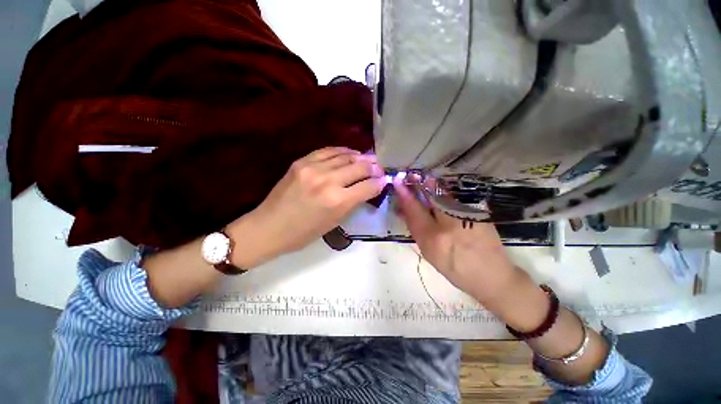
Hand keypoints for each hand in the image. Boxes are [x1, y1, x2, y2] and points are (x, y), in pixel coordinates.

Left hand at [230, 147, 384, 263]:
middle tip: (380, 168)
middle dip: (374, 167)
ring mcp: (313, 168)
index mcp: (337, 201)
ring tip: (368, 159)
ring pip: (346, 156)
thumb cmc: (304, 233)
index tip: (385, 180)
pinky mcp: (302, 161)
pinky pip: (328, 151)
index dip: (380, 182)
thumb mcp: (334, 222)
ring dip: (360, 157)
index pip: (368, 186)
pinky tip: (350, 153)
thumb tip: (369, 188)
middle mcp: (328, 181)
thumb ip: (353, 202)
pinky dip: (342, 151)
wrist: (269, 227)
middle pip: (360, 167)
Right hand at [392, 175, 522, 305]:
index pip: (414, 211)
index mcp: (433, 239)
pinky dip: (445, 196)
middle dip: (420, 183)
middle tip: (412, 175)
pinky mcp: (478, 214)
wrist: (492, 276)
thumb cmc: (455, 270)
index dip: (405, 195)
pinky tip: (441, 195)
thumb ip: (417, 230)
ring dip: (432, 187)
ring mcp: (466, 217)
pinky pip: (455, 201)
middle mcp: (449, 225)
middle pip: (431, 197)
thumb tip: (405, 212)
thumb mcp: (429, 253)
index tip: (398, 183)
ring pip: (445, 196)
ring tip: (424, 180)